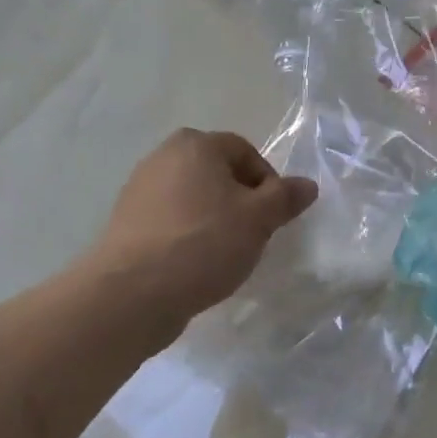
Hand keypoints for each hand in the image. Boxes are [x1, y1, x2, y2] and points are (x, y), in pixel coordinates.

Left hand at [96, 129, 317, 322]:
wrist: (135, 292)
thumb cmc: (204, 244)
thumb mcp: (258, 219)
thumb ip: (285, 198)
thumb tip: (307, 185)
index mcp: (194, 145)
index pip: (245, 151)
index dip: (268, 181)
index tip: (275, 216)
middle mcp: (162, 158)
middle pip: (217, 174)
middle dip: (242, 202)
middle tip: (254, 235)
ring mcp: (140, 191)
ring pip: (195, 200)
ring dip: (216, 221)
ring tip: (226, 254)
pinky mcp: (129, 225)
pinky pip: (172, 223)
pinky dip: (190, 237)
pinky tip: (197, 265)